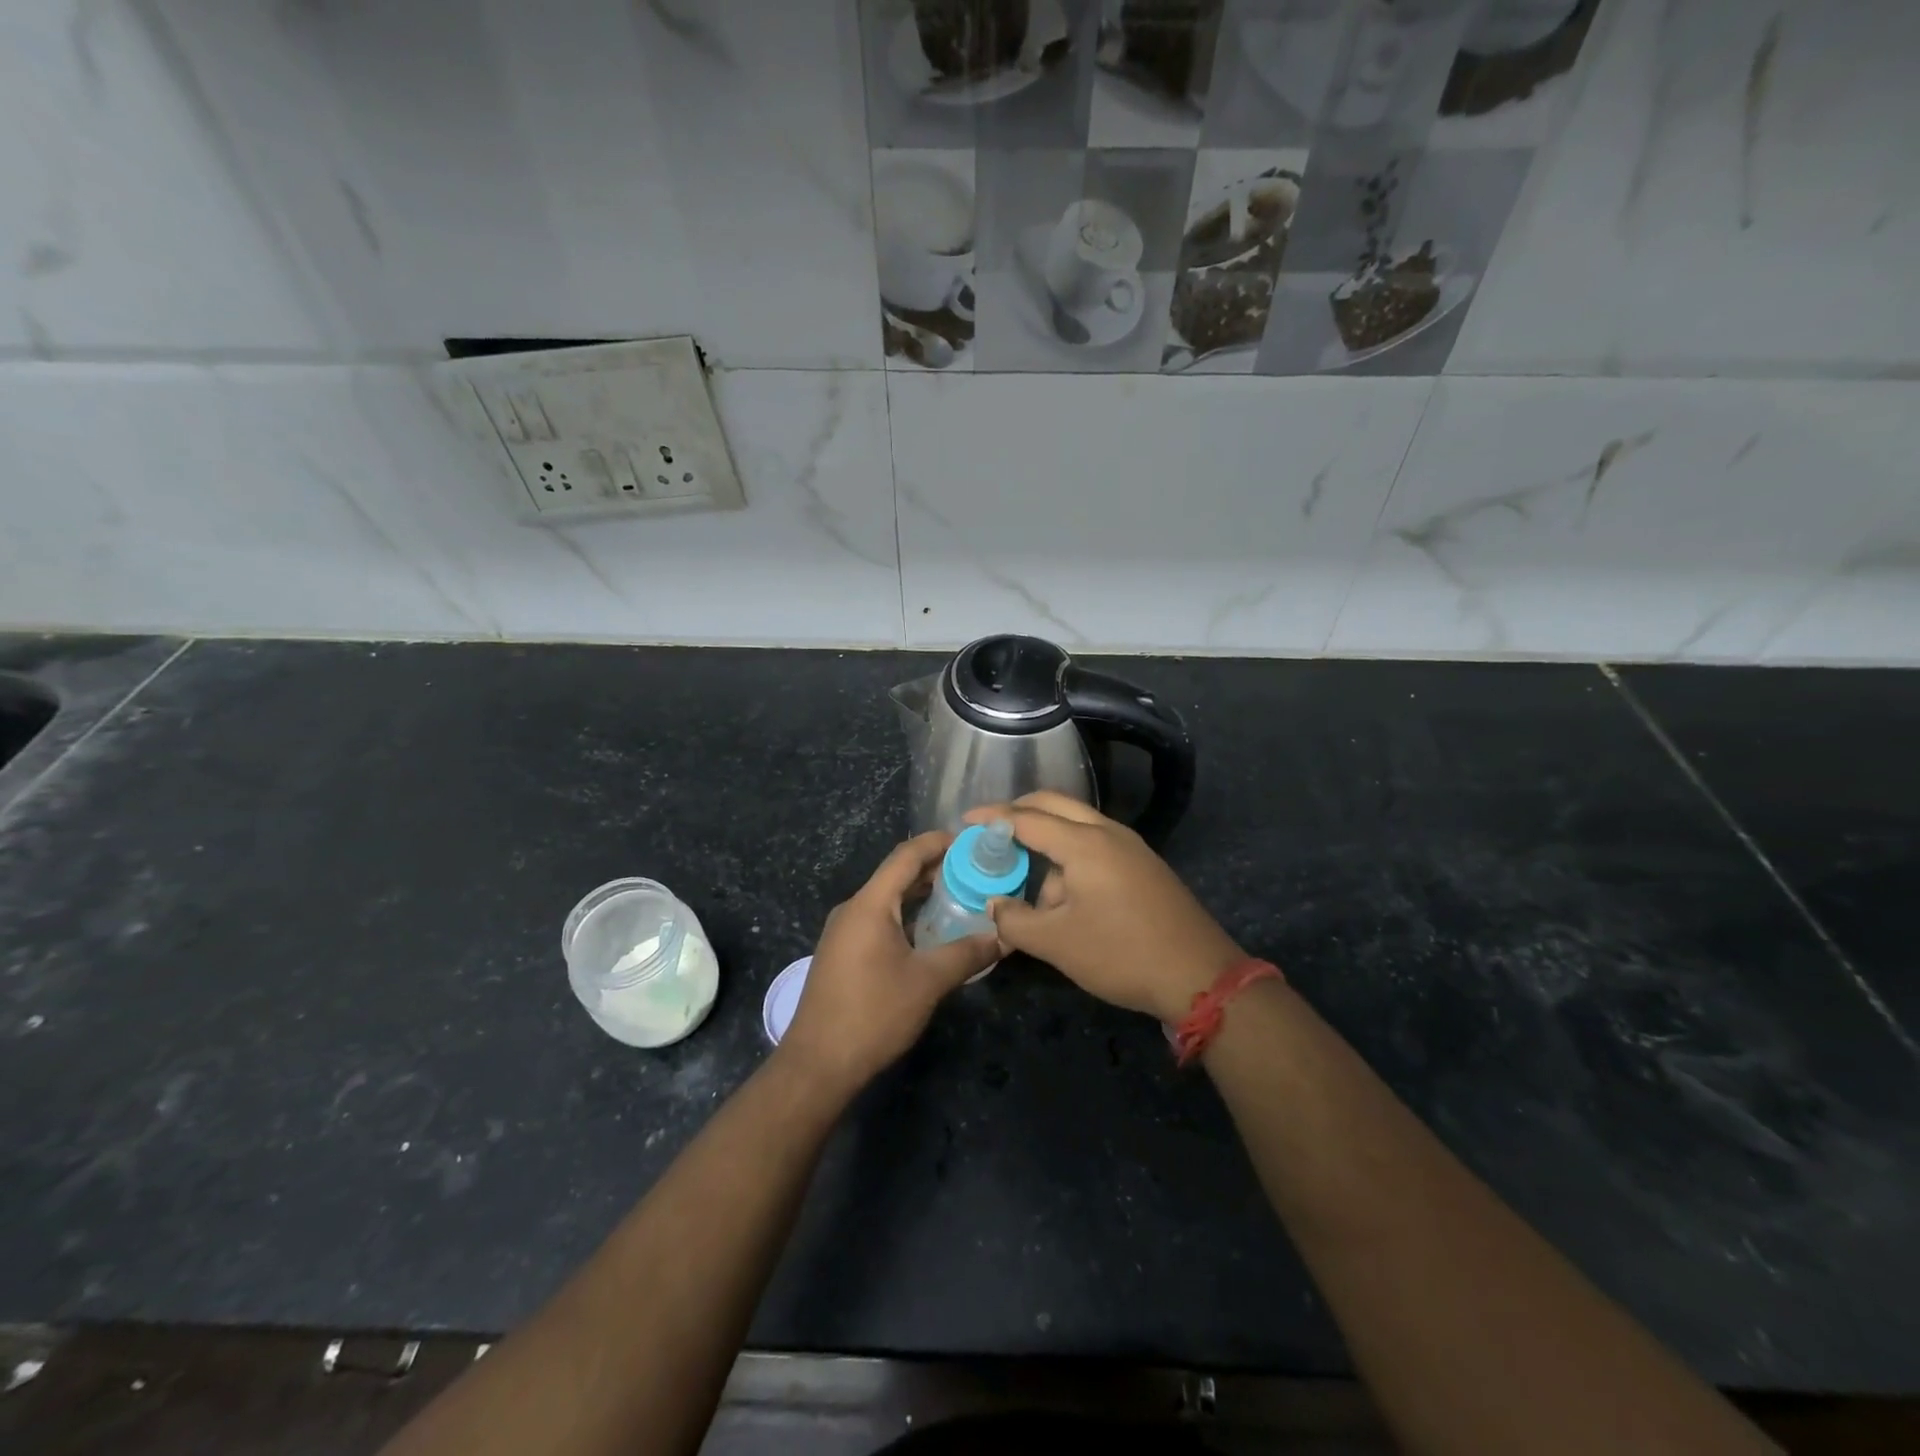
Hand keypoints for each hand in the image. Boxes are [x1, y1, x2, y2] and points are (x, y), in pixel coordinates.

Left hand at [777, 832, 998, 1096]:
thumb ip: (967, 954)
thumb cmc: (873, 1014)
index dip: (937, 842)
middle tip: (974, 871)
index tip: (969, 840)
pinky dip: (906, 917)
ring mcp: (844, 932)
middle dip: (934, 869)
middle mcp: (853, 909)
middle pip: (896, 875)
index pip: (906, 856)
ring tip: (959, 897)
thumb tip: (1003, 937)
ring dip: (920, 895)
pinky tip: (931, 933)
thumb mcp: (927, 982)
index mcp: (870, 904)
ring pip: (888, 900)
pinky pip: (878, 920)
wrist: (818, 1064)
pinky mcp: (842, 954)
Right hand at [964, 793, 1242, 1023]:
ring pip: (1078, 827)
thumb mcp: (1057, 943)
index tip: (966, 820)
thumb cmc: (1121, 954)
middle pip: (1056, 805)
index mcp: (1084, 843)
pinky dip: (1072, 856)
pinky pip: (1097, 845)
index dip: (993, 817)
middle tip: (992, 830)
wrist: (1200, 975)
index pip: (1027, 818)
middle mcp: (1108, 833)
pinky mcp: (1145, 866)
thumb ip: (1015, 920)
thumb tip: (996, 905)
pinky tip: (1066, 895)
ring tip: (1035, 891)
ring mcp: (1132, 847)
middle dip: (1020, 813)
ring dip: (1049, 843)